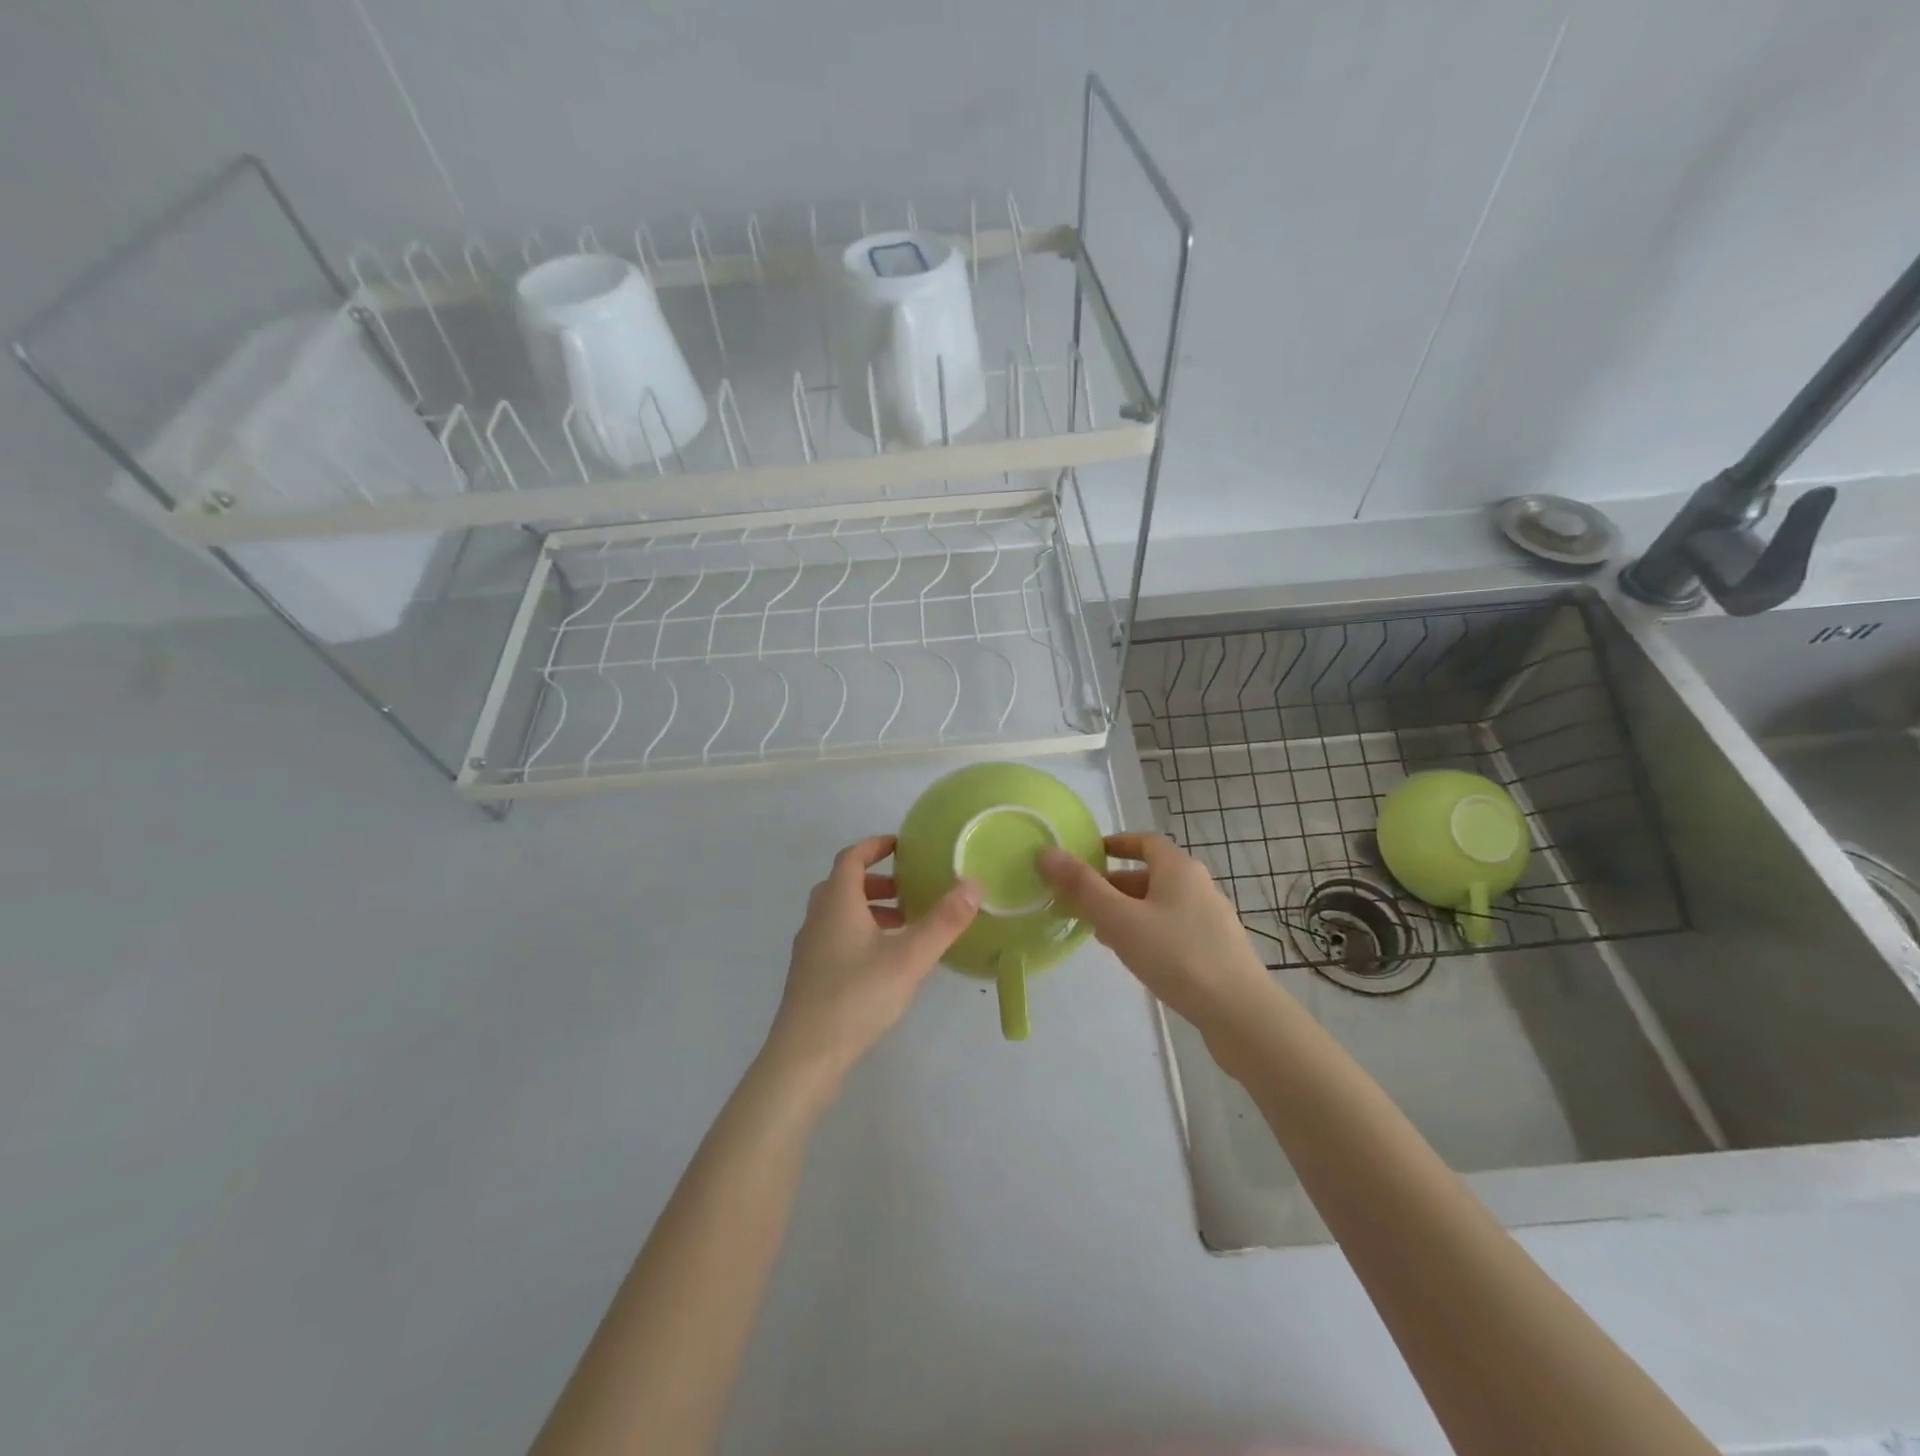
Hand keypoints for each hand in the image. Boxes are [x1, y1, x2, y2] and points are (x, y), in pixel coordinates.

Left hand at [763, 835, 980, 1086]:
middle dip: (876, 880)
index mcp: (837, 902)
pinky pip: (835, 936)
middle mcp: (817, 917)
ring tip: (904, 925)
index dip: (875, 846)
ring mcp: (809, 948)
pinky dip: (860, 932)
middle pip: (843, 884)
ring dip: (869, 909)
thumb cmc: (856, 997)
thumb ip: (943, 921)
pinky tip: (883, 961)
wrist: (804, 1056)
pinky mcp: (809, 975)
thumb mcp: (909, 958)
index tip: (901, 845)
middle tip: (908, 889)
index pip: (851, 857)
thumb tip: (973, 883)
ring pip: (839, 912)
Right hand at [1038, 832, 1275, 1040]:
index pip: (1145, 842)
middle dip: (1114, 885)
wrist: (1240, 1014)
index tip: (1087, 856)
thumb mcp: (1120, 919)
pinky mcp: (1216, 950)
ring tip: (1100, 933)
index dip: (1115, 844)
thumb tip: (1046, 852)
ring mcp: (1211, 919)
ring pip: (1160, 905)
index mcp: (1179, 868)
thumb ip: (1082, 887)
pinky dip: (1148, 932)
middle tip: (1081, 903)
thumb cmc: (1177, 955)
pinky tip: (1135, 959)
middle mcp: (1199, 886)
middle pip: (1150, 875)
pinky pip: (1173, 929)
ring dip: (1128, 911)